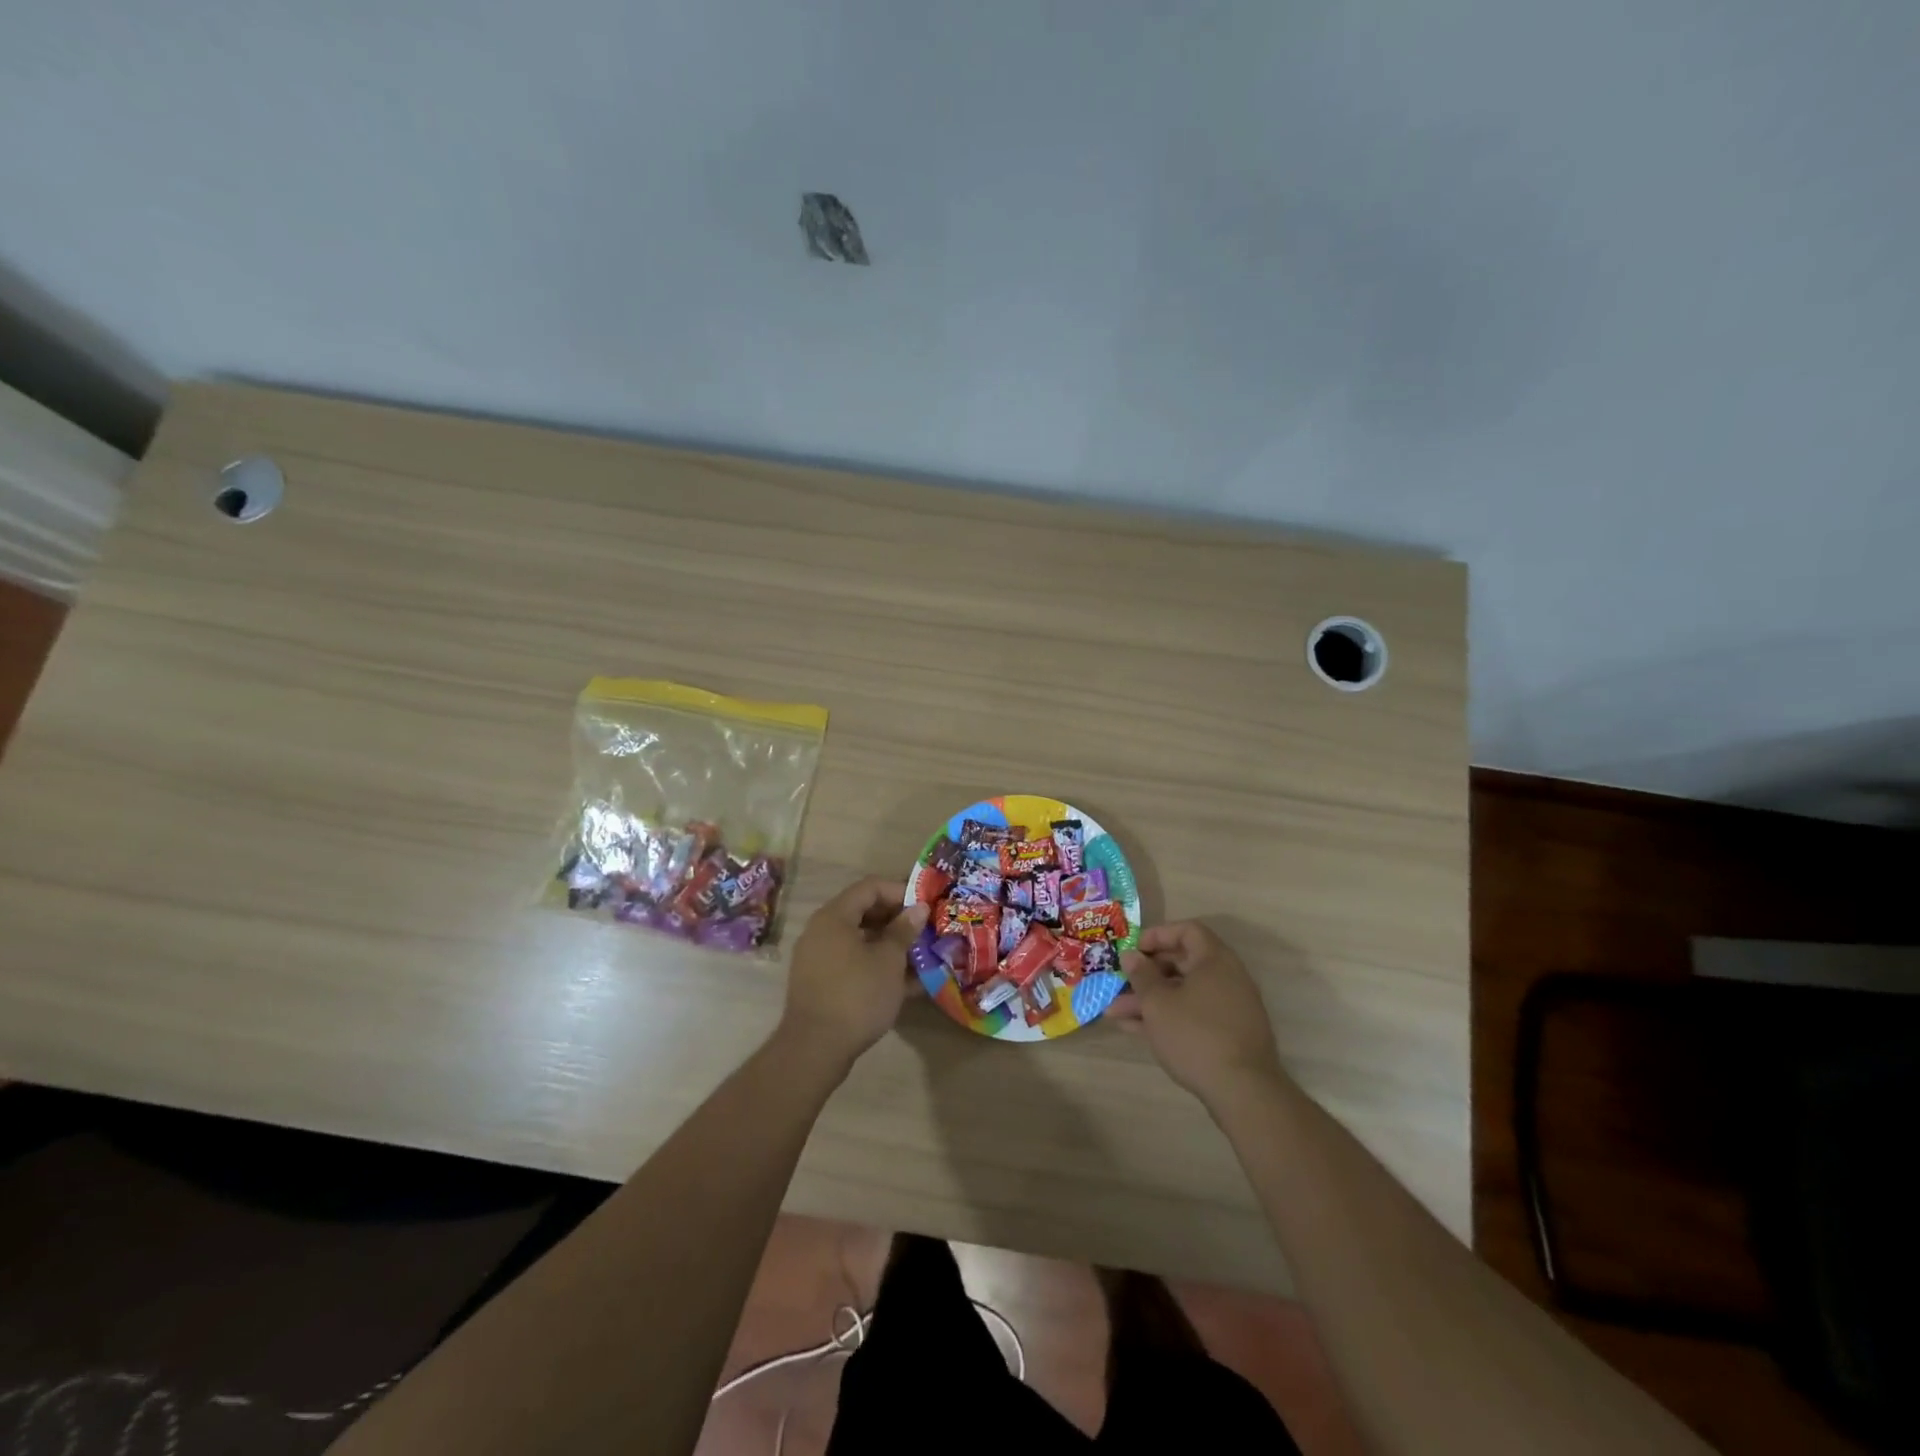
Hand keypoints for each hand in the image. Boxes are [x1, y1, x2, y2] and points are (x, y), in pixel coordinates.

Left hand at [778, 877, 927, 1070]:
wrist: (815, 1049)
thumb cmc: (857, 995)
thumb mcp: (888, 961)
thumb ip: (904, 930)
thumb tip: (918, 908)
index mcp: (834, 917)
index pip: (870, 887)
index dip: (900, 891)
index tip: (926, 905)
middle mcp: (822, 931)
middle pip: (863, 912)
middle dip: (897, 920)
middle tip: (925, 930)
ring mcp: (819, 958)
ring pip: (860, 940)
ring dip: (890, 945)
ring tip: (921, 956)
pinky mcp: (821, 983)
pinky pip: (853, 963)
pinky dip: (877, 966)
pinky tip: (906, 983)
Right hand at [1111, 921, 1286, 1108]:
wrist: (1243, 1092)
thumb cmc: (1195, 1035)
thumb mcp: (1158, 1003)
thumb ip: (1141, 975)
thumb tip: (1131, 955)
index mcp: (1215, 960)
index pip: (1187, 931)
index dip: (1158, 935)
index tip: (1133, 950)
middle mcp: (1227, 978)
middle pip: (1182, 963)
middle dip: (1146, 973)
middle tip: (1120, 981)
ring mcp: (1229, 1008)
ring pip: (1183, 993)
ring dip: (1150, 999)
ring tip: (1115, 1012)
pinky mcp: (1228, 1034)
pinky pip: (1192, 1014)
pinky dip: (1167, 1017)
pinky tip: (1135, 1030)